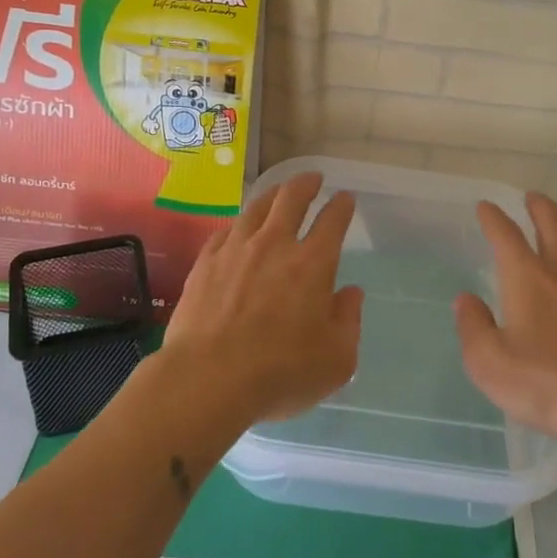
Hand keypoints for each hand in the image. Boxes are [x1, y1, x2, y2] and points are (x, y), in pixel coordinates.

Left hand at [160, 170, 362, 423]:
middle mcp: (275, 245)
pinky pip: (226, 230)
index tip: (346, 198)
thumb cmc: (280, 373)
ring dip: (272, 194)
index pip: (333, 221)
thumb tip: (351, 293)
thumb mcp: (336, 359)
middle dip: (306, 184)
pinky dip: (239, 224)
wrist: (208, 379)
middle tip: (313, 178)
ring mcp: (235, 250)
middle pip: (291, 198)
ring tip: (278, 192)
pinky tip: (238, 228)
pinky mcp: (205, 263)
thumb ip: (348, 321)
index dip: (342, 205)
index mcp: (313, 264)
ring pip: (256, 207)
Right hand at [454, 193, 556, 446]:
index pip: (506, 235)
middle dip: (539, 207)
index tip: (486, 207)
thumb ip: (473, 327)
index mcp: (528, 277)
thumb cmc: (546, 383)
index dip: (493, 218)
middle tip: (532, 198)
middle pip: (553, 224)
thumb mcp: (489, 363)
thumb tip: (465, 301)